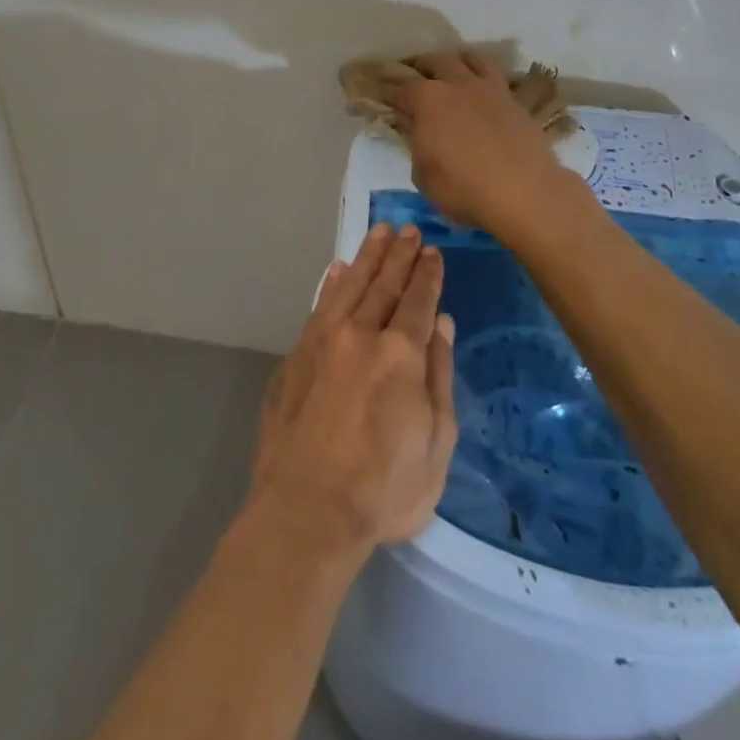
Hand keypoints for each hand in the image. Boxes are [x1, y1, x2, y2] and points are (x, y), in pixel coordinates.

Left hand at [245, 224, 457, 562]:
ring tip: (379, 232)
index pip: (418, 299)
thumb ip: (439, 375)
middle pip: (384, 283)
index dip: (428, 274)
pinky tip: (337, 269)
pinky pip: (319, 305)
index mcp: (400, 353)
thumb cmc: (384, 488)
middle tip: (409, 229)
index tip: (433, 251)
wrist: (305, 509)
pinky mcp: (297, 354)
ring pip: (350, 284)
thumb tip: (442, 323)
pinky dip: (331, 283)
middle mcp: (360, 333)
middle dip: (399, 254)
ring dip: (367, 256)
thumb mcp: (436, 443)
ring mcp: (323, 340)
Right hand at [382, 48, 571, 236]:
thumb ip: (416, 145)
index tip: (377, 95)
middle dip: (420, 66)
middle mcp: (457, 84)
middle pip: (435, 62)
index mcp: (427, 100)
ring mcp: (490, 89)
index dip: (385, 92)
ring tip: (452, 68)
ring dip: (456, 60)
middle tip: (413, 76)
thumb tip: (415, 129)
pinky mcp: (515, 101)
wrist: (525, 192)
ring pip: (471, 59)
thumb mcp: (423, 175)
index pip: (398, 89)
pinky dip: (484, 76)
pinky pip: (496, 77)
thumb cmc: (463, 188)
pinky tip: (483, 89)